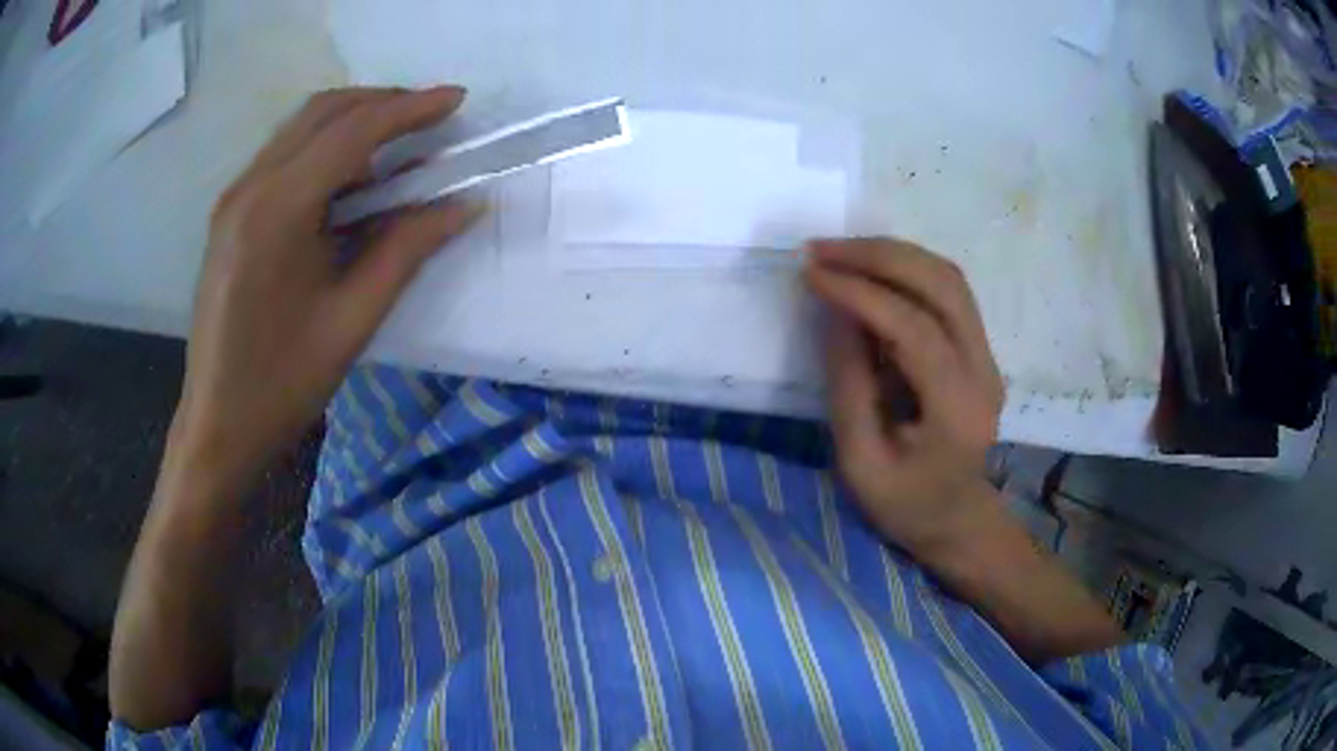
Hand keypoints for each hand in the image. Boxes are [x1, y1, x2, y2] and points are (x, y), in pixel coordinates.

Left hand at [175, 86, 480, 483]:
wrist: (218, 424)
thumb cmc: (283, 384)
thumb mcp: (353, 319)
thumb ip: (408, 249)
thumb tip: (464, 204)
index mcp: (276, 212)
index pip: (352, 131)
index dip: (410, 109)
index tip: (456, 100)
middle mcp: (249, 187)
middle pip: (323, 111)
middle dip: (382, 103)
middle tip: (430, 119)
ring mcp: (234, 198)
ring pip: (301, 128)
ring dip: (353, 121)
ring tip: (398, 145)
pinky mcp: (231, 213)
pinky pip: (283, 155)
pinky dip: (325, 148)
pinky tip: (349, 178)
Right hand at [806, 238, 1005, 554]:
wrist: (957, 519)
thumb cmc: (906, 505)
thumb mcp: (861, 462)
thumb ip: (848, 386)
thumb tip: (835, 312)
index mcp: (957, 408)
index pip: (914, 328)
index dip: (861, 294)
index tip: (811, 274)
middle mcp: (983, 370)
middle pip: (942, 285)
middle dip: (879, 256)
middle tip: (821, 250)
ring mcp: (987, 355)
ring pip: (947, 277)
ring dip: (892, 254)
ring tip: (838, 253)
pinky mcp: (979, 349)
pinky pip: (946, 291)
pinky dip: (905, 270)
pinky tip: (869, 270)